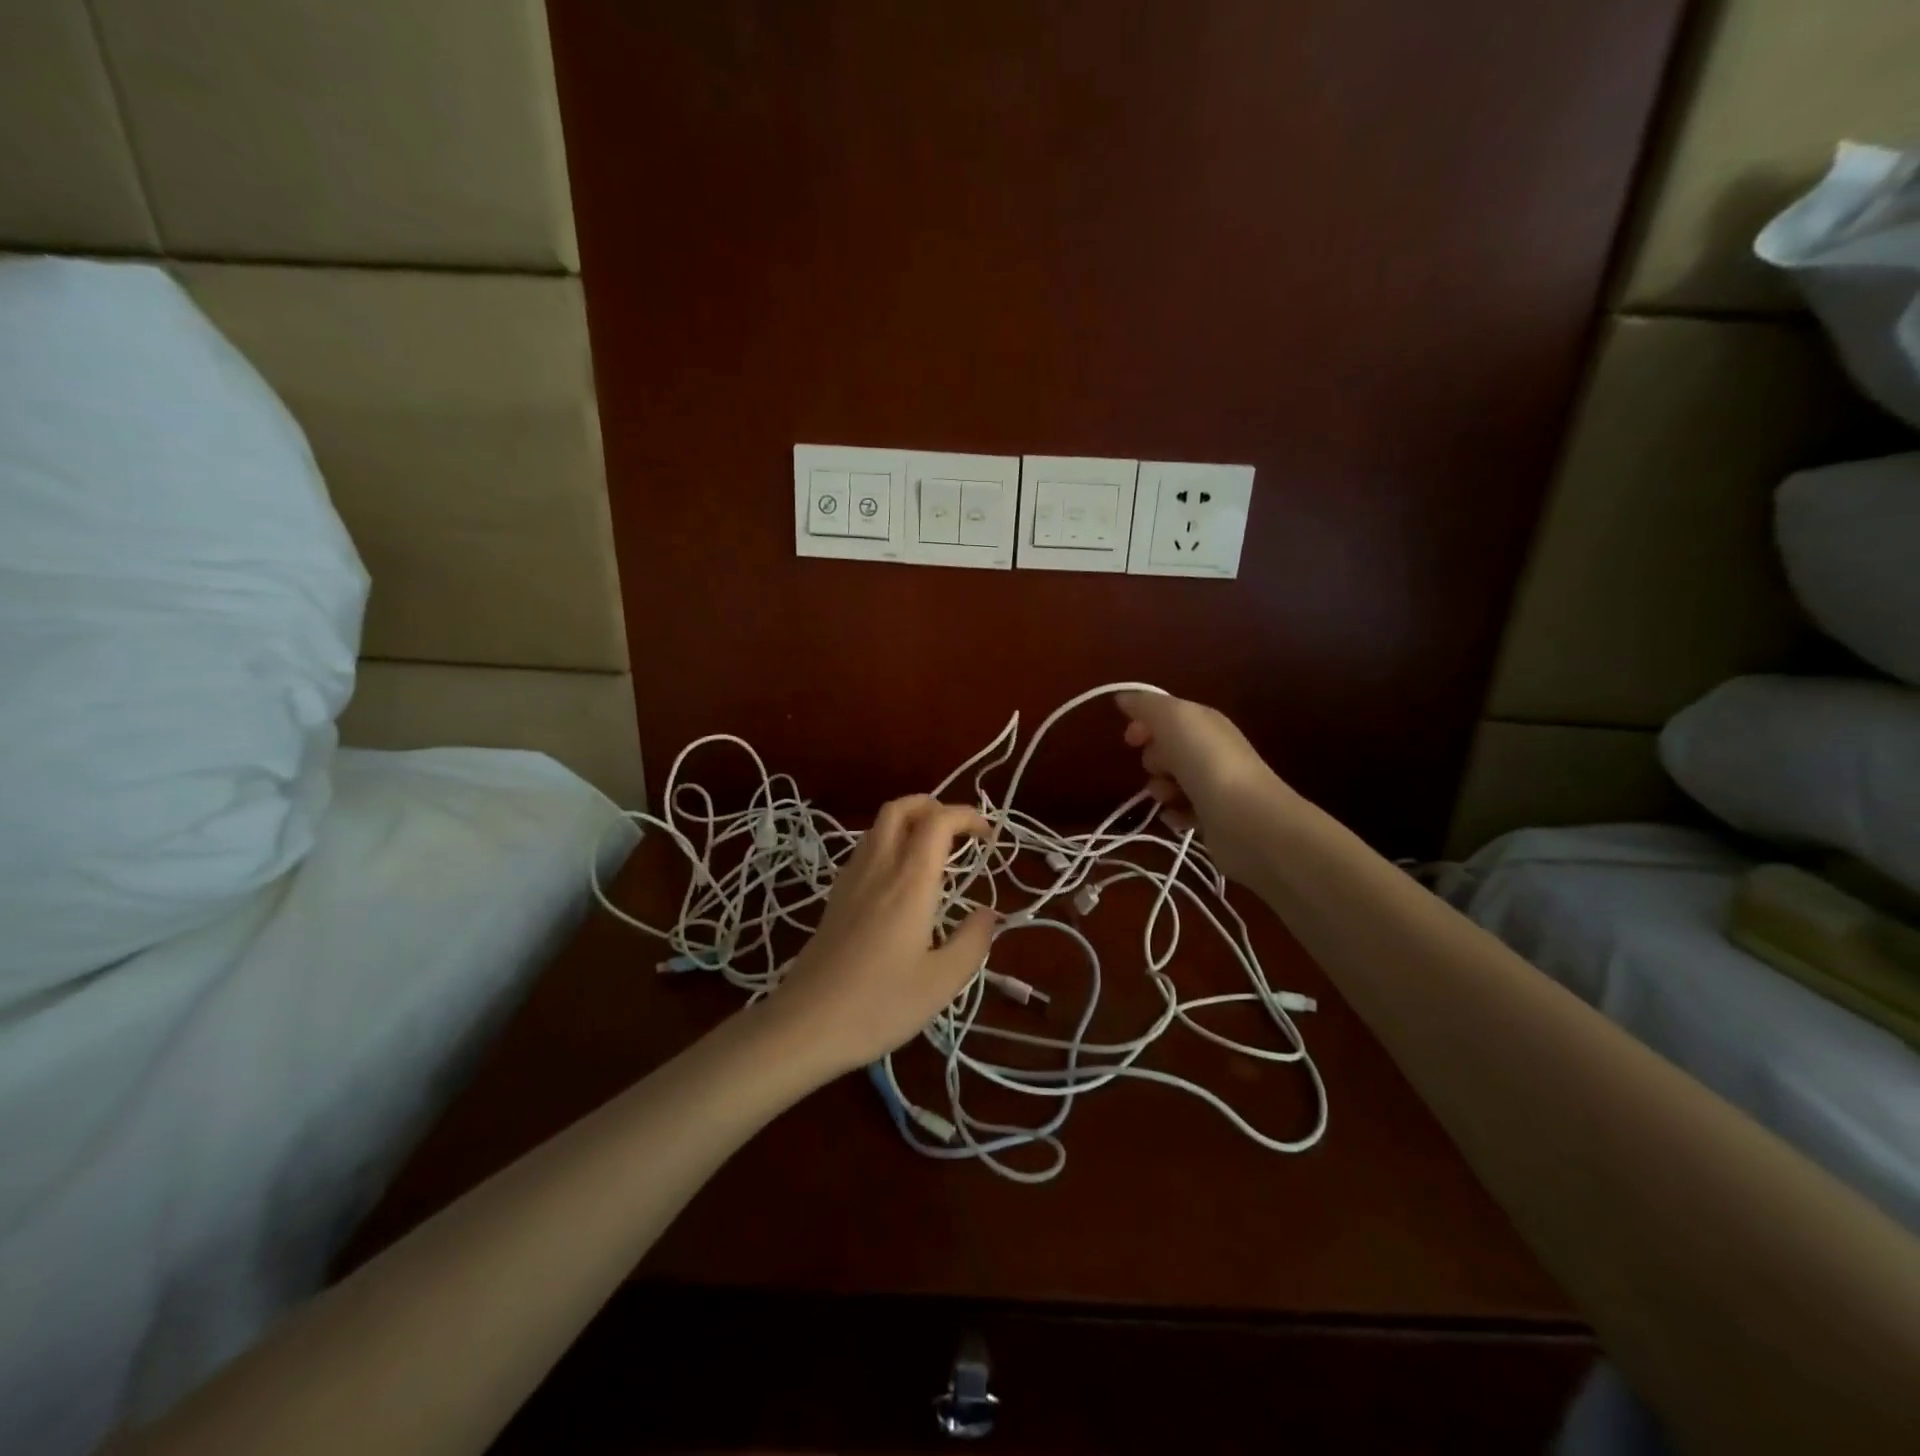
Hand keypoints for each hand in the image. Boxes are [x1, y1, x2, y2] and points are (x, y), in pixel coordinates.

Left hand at [771, 795, 993, 1077]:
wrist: (805, 1025)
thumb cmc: (880, 1005)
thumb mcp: (942, 982)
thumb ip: (972, 941)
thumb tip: (989, 912)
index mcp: (910, 882)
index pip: (938, 822)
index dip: (966, 816)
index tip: (988, 835)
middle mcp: (879, 868)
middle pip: (900, 808)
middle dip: (933, 805)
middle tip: (958, 831)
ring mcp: (851, 880)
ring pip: (878, 826)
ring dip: (909, 821)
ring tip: (933, 849)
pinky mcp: (834, 898)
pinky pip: (864, 849)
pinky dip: (888, 842)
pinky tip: (898, 877)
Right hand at [1115, 691, 1297, 885]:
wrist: (1245, 818)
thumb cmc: (1206, 762)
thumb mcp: (1173, 719)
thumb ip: (1146, 705)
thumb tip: (1124, 697)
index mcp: (1204, 722)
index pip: (1167, 715)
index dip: (1144, 724)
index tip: (1130, 740)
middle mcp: (1211, 749)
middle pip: (1166, 750)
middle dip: (1153, 759)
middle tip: (1160, 768)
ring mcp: (1213, 784)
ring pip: (1169, 782)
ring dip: (1160, 789)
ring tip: (1169, 797)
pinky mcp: (1213, 816)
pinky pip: (1180, 811)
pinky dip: (1174, 814)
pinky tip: (1177, 817)